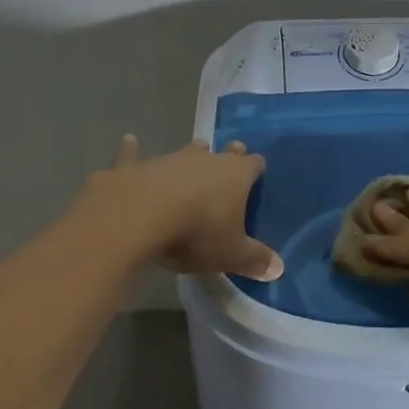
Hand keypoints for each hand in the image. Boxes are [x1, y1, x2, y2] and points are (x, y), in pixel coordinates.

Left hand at [77, 135, 282, 280]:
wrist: (140, 216)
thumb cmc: (196, 232)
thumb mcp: (231, 254)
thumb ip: (255, 260)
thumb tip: (279, 268)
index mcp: (236, 174)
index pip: (254, 164)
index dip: (256, 168)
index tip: (258, 170)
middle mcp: (206, 159)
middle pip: (222, 153)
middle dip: (227, 155)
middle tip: (232, 153)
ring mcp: (170, 159)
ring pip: (185, 151)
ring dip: (190, 154)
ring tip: (195, 149)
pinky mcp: (136, 167)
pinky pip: (134, 155)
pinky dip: (131, 149)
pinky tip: (129, 140)